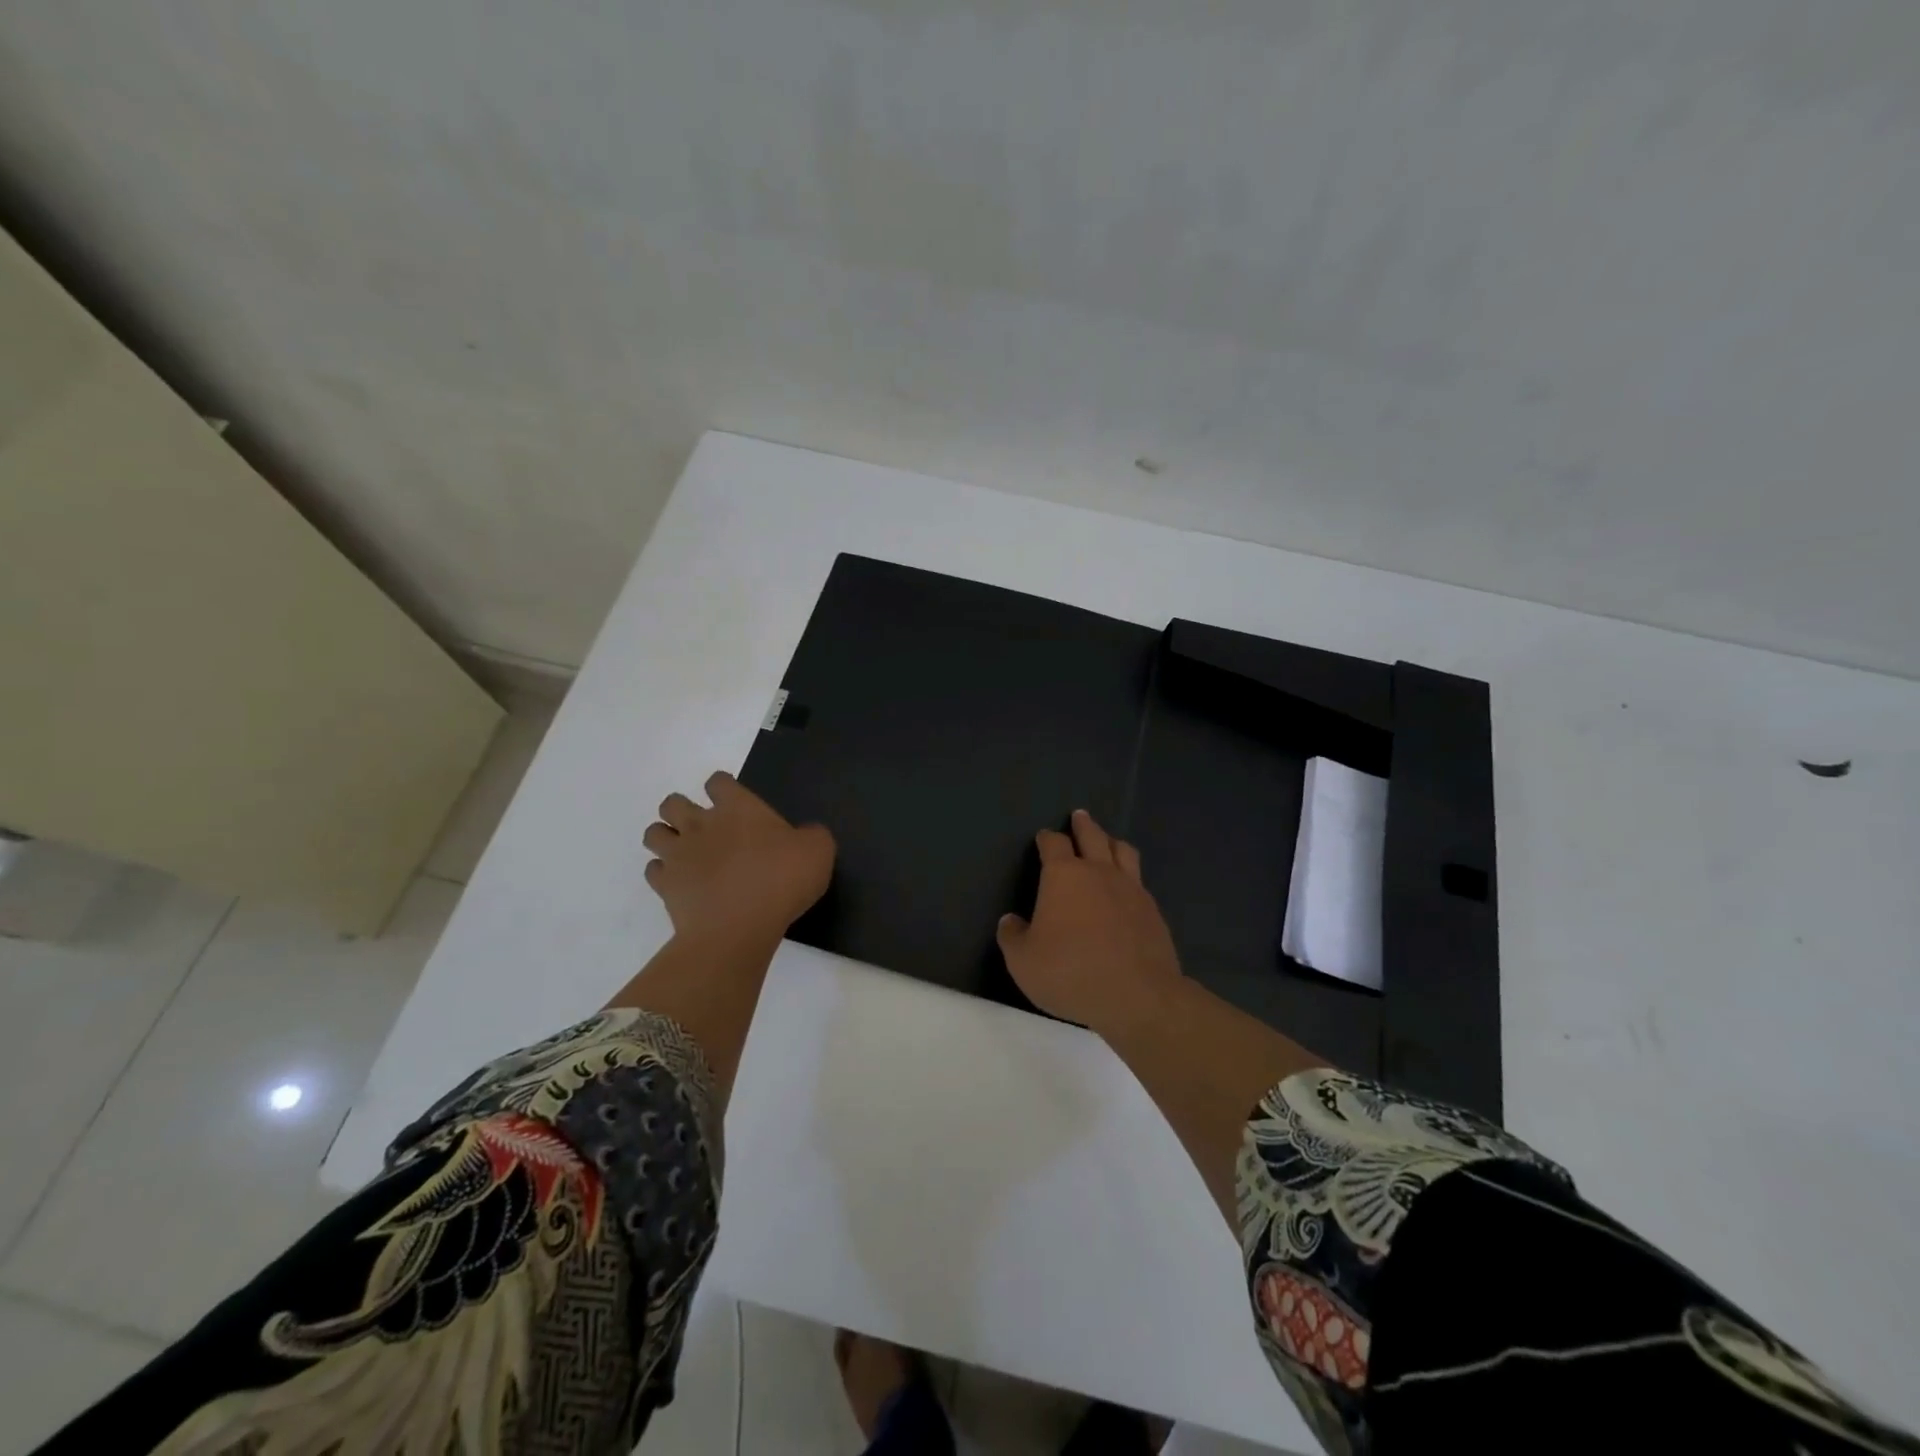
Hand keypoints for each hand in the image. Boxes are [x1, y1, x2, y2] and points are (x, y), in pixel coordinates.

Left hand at [642, 772, 834, 948]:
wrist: (738, 927)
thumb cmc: (781, 880)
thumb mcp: (818, 851)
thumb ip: (812, 836)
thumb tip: (806, 835)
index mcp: (738, 808)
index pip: (719, 782)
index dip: (724, 789)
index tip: (735, 803)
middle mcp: (701, 824)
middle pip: (673, 803)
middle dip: (682, 810)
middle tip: (704, 828)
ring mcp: (678, 855)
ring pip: (654, 833)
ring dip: (666, 838)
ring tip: (686, 853)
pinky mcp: (665, 886)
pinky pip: (653, 871)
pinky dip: (663, 874)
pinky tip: (681, 883)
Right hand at [996, 808, 1182, 1035]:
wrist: (1137, 995)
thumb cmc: (1070, 972)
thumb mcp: (1023, 961)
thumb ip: (1012, 936)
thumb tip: (1011, 921)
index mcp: (1064, 876)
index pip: (1053, 844)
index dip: (1046, 838)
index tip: (1043, 838)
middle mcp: (1098, 872)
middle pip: (1092, 835)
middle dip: (1083, 825)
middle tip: (1079, 816)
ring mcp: (1131, 888)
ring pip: (1123, 851)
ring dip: (1111, 841)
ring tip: (1107, 841)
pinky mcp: (1152, 910)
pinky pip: (1139, 881)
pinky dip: (1130, 875)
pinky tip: (1127, 887)